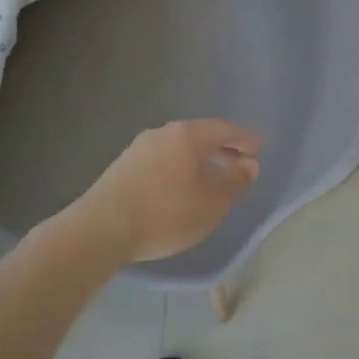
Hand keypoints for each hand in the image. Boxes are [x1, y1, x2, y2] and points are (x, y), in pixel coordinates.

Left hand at [71, 119, 260, 264]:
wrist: (101, 229)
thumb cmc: (166, 212)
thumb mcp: (211, 202)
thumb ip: (234, 181)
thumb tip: (248, 165)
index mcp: (187, 134)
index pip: (223, 129)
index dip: (243, 139)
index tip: (257, 147)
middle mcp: (162, 133)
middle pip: (199, 136)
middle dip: (221, 150)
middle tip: (238, 164)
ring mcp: (138, 149)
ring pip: (178, 149)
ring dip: (198, 161)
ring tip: (210, 180)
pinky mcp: (121, 168)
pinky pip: (160, 162)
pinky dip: (178, 170)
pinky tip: (179, 190)